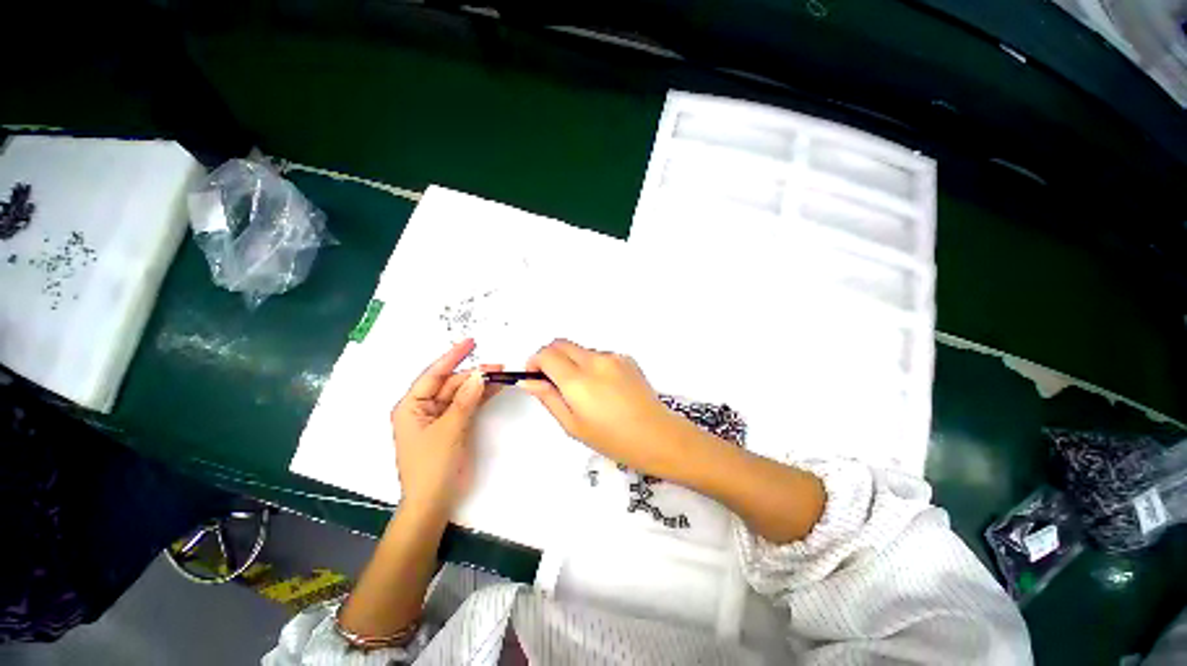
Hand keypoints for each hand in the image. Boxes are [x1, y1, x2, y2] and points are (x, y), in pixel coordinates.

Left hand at [390, 339, 500, 514]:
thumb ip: (465, 401)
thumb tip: (479, 375)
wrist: (434, 501)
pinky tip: (495, 388)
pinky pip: (468, 405)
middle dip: (473, 374)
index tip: (470, 342)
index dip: (452, 356)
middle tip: (497, 367)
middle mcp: (424, 408)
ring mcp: (440, 417)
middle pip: (451, 383)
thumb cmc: (432, 466)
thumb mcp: (448, 430)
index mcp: (411, 406)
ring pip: (462, 393)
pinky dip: (481, 397)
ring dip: (480, 384)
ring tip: (501, 374)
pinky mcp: (453, 425)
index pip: (433, 374)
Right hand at [520, 339, 690, 476]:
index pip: (546, 354)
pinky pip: (599, 355)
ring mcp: (613, 357)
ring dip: (572, 362)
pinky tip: (603, 388)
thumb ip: (548, 398)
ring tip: (584, 391)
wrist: (657, 435)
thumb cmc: (612, 438)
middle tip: (554, 382)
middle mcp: (595, 361)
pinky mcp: (626, 358)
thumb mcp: (573, 425)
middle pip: (561, 343)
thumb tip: (528, 381)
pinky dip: (591, 365)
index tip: (535, 376)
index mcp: (578, 380)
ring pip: (580, 350)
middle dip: (551, 357)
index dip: (535, 362)